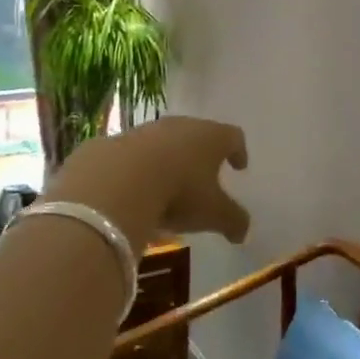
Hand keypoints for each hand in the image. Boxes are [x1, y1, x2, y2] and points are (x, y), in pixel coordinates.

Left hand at [42, 116, 250, 252]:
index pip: (233, 137)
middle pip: (198, 134)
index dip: (238, 151)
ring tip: (167, 186)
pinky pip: (134, 154)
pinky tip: (135, 190)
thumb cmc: (179, 192)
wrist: (118, 181)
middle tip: (204, 175)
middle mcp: (182, 126)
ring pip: (164, 142)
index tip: (240, 166)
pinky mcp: (116, 141)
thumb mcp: (213, 214)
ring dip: (168, 160)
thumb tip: (243, 232)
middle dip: (202, 154)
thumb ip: (233, 221)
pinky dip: (138, 168)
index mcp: (211, 137)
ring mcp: (147, 131)